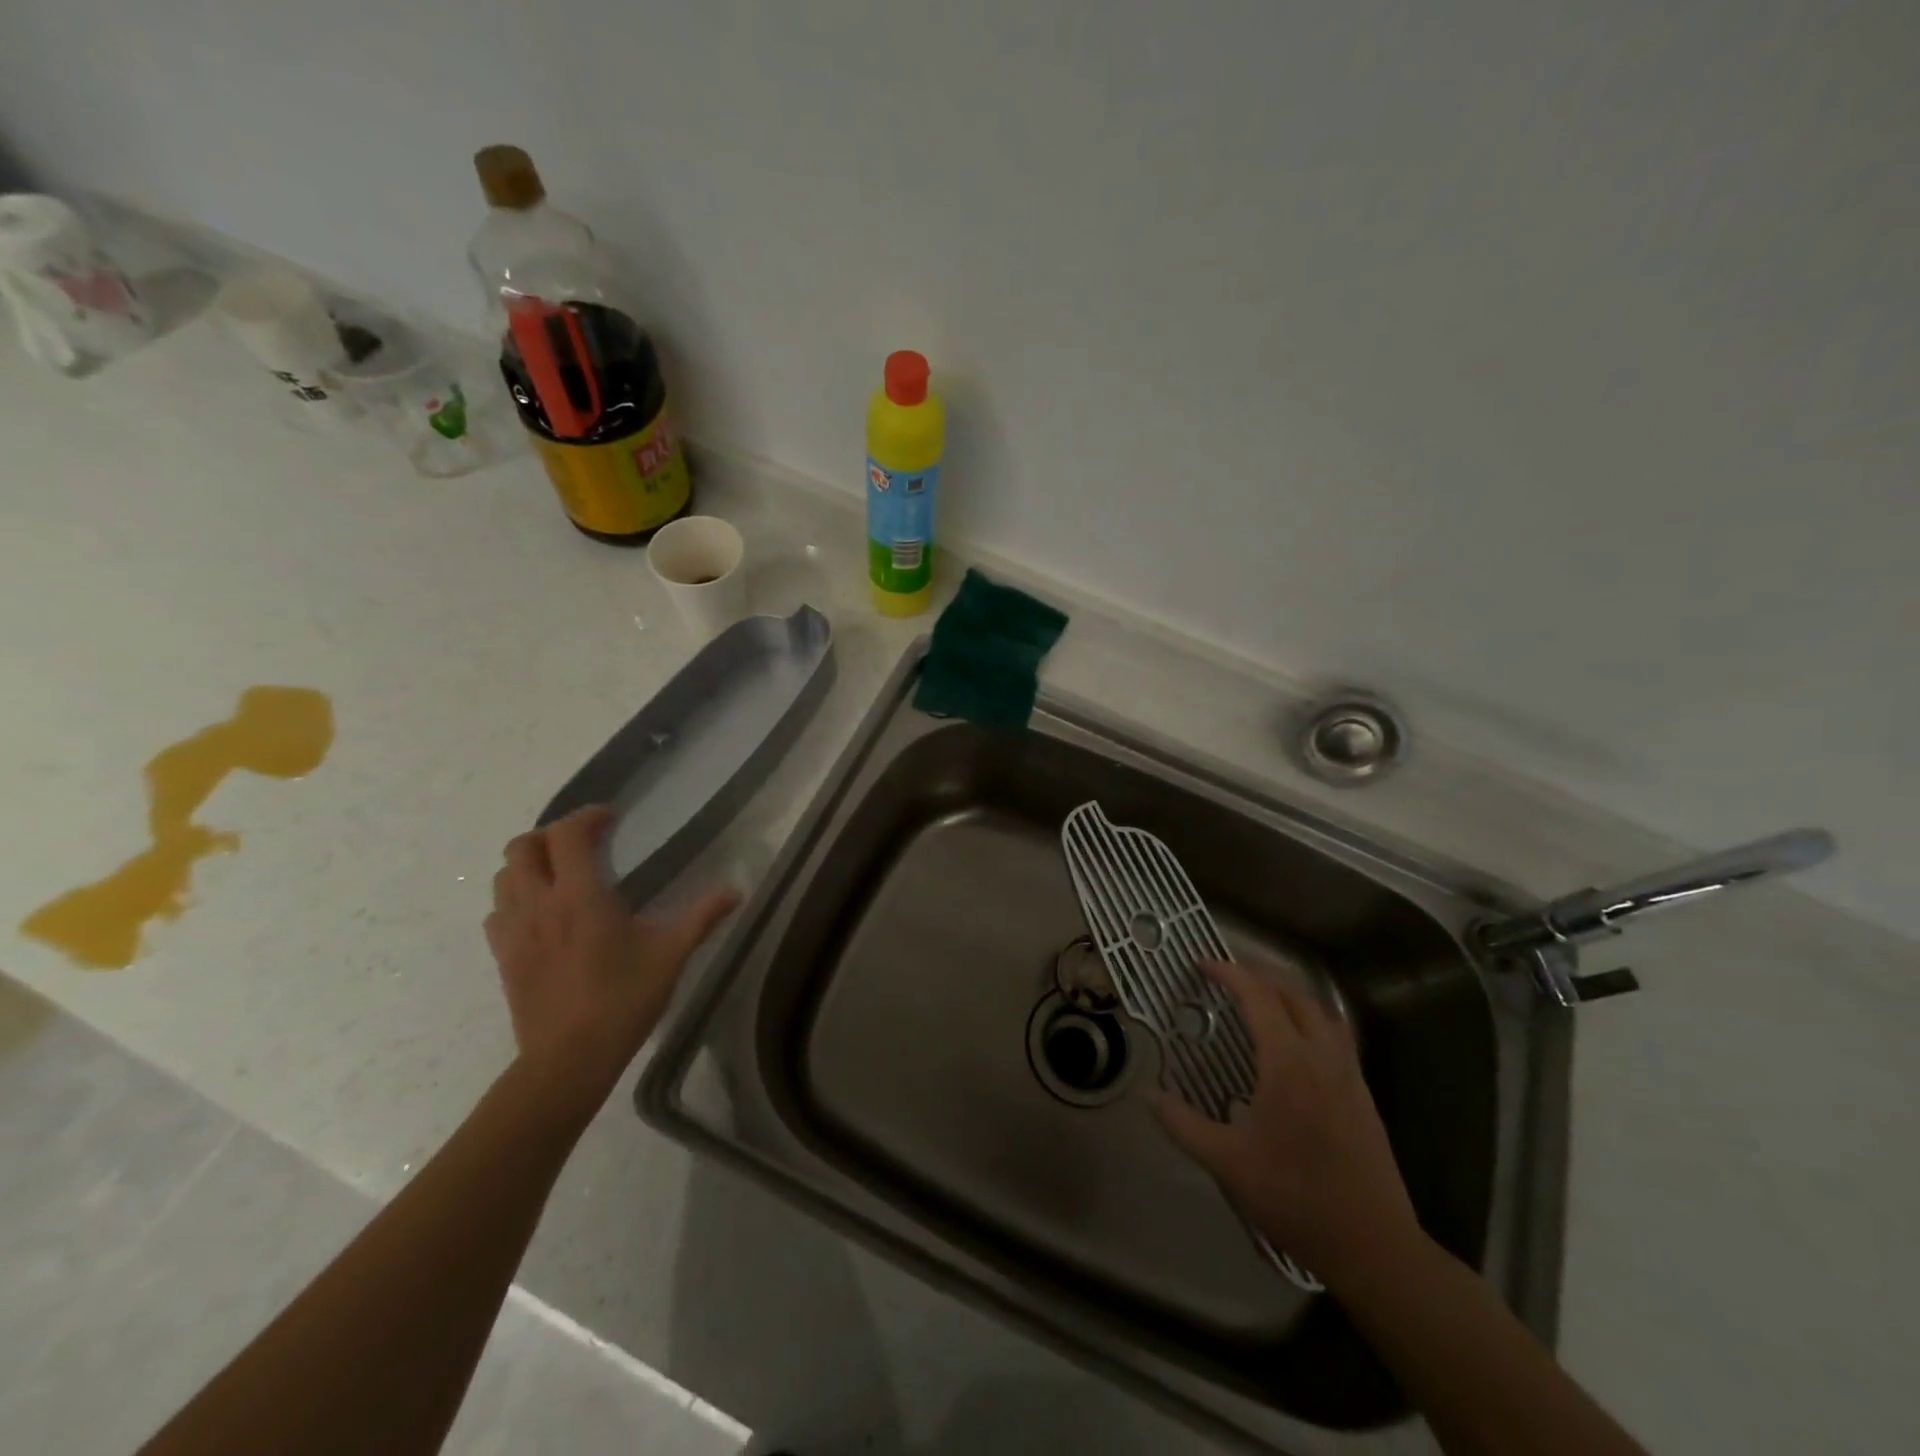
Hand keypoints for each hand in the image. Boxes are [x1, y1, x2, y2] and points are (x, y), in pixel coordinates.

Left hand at [485, 806, 739, 1107]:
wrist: (568, 1060)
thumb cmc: (623, 1000)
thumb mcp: (671, 954)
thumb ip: (703, 916)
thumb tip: (737, 890)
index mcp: (580, 896)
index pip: (567, 834)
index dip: (587, 816)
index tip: (611, 818)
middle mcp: (538, 903)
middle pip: (523, 846)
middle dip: (551, 834)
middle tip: (582, 843)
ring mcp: (513, 931)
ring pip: (504, 876)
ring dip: (529, 864)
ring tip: (561, 874)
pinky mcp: (502, 956)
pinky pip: (497, 911)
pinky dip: (515, 899)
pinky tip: (542, 915)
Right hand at [1157, 960, 1419, 1281]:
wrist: (1373, 1245)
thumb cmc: (1294, 1198)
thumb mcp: (1226, 1163)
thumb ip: (1183, 1124)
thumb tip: (1150, 1095)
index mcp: (1288, 1064)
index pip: (1258, 997)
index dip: (1228, 973)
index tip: (1202, 965)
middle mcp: (1322, 1056)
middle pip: (1293, 993)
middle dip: (1258, 975)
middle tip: (1226, 977)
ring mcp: (1349, 1073)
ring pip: (1321, 1010)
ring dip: (1288, 992)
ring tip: (1260, 999)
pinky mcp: (1363, 1093)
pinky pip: (1336, 1034)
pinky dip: (1310, 1017)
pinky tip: (1294, 1042)